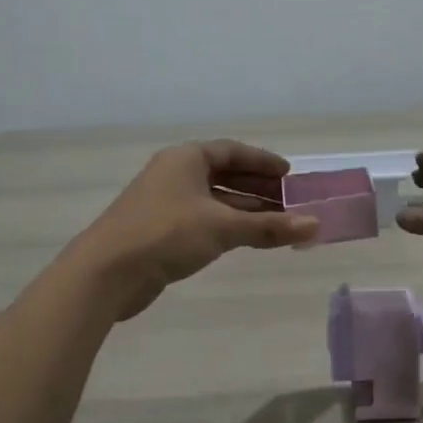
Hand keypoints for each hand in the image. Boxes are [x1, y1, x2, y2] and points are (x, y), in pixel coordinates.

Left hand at [71, 140, 318, 318]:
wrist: (107, 271)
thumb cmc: (167, 234)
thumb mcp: (223, 227)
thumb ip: (269, 227)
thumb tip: (315, 226)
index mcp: (186, 159)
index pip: (232, 151)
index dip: (262, 162)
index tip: (289, 174)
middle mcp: (175, 174)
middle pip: (224, 174)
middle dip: (257, 188)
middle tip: (289, 202)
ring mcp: (165, 202)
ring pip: (213, 200)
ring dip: (244, 210)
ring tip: (276, 223)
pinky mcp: (159, 230)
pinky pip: (202, 219)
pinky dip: (226, 225)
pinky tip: (245, 239)